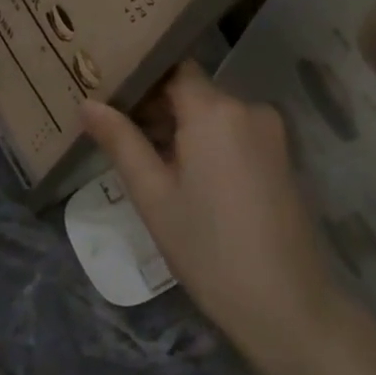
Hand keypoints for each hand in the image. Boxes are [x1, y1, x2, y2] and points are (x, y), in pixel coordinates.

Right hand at [80, 63, 348, 372]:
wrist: (287, 306)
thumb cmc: (208, 249)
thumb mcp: (153, 196)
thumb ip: (120, 141)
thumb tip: (88, 103)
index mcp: (215, 110)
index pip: (171, 68)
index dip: (140, 78)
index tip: (108, 93)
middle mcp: (248, 108)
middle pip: (193, 91)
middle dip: (156, 107)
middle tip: (116, 131)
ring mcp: (271, 133)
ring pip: (213, 114)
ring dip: (181, 128)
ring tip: (144, 158)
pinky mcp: (283, 157)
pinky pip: (235, 134)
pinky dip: (207, 143)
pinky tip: (185, 177)